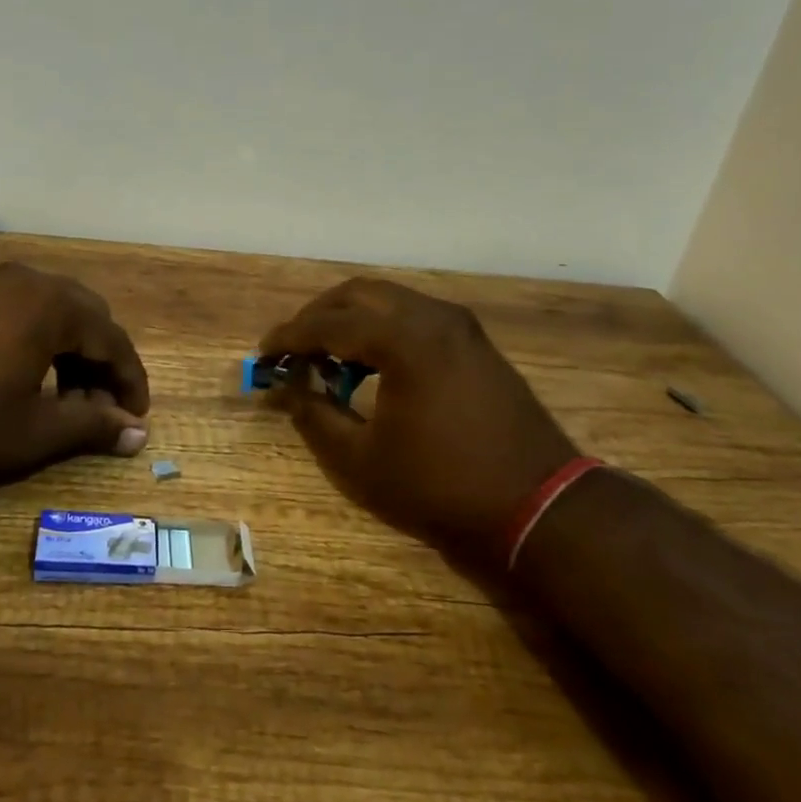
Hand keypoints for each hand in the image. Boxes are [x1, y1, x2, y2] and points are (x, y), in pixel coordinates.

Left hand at [0, 262, 149, 490]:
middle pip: (87, 318)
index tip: (136, 420)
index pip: (114, 340)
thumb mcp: (28, 434)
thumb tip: (138, 432)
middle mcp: (27, 281)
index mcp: (51, 306)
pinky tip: (19, 379)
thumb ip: (90, 428)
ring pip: (53, 312)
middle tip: (97, 411)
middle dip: (100, 365)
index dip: (130, 383)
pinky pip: (20, 311)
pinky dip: (37, 342)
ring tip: (60, 400)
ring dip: (69, 353)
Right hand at [260, 278, 575, 551]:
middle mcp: (433, 317)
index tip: (262, 353)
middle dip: (318, 315)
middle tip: (292, 347)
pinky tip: (371, 363)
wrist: (538, 507)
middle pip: (359, 294)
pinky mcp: (476, 343)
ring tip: (326, 355)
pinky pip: (415, 316)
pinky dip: (382, 328)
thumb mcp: (361, 461)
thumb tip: (286, 390)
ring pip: (390, 299)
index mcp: (403, 339)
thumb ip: (315, 417)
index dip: (289, 337)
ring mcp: (460, 327)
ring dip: (351, 318)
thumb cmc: (440, 487)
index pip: (329, 324)